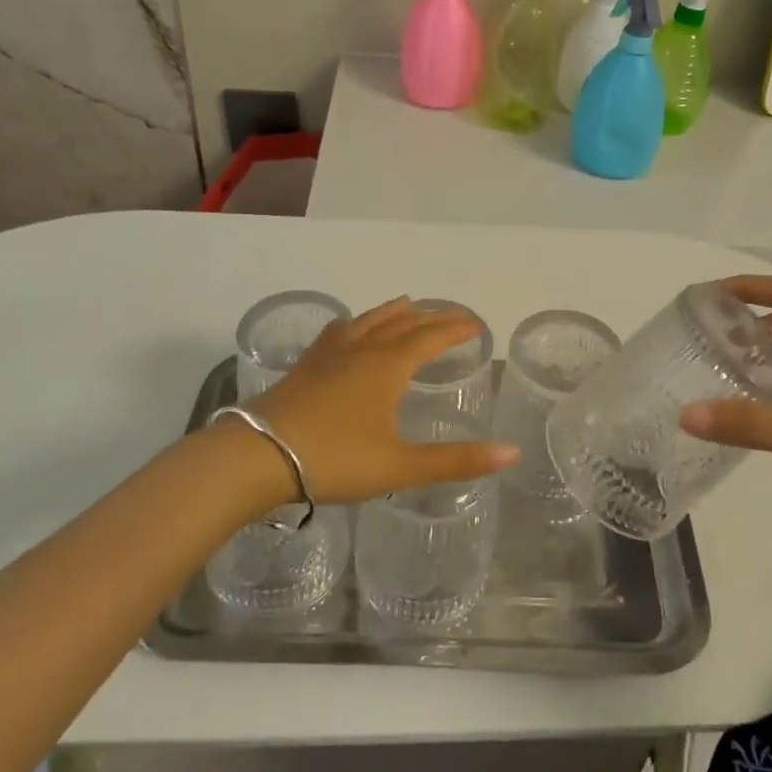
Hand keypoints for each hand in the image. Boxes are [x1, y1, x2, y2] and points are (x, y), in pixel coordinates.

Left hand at [239, 297, 518, 506]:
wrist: (259, 455)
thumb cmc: (335, 459)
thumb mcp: (401, 465)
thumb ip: (456, 460)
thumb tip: (512, 453)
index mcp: (389, 365)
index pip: (432, 336)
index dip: (456, 328)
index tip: (476, 325)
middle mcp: (363, 348)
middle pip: (405, 323)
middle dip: (433, 318)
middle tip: (453, 317)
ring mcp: (330, 353)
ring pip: (370, 320)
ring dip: (396, 312)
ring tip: (409, 306)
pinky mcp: (306, 364)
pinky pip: (339, 330)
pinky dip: (357, 323)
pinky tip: (351, 328)